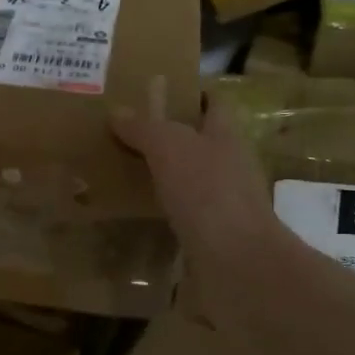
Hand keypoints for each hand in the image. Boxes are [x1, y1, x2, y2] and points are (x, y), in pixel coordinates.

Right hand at [111, 98, 285, 278]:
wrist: (237, 262)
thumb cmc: (207, 192)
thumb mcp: (169, 148)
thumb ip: (145, 128)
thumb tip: (117, 111)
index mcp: (226, 135)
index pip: (214, 103)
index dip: (192, 94)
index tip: (158, 91)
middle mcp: (229, 165)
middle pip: (200, 142)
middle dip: (168, 136)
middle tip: (125, 132)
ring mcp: (223, 204)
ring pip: (190, 180)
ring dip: (163, 176)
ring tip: (122, 171)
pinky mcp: (212, 236)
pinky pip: (183, 215)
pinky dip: (162, 211)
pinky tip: (136, 212)